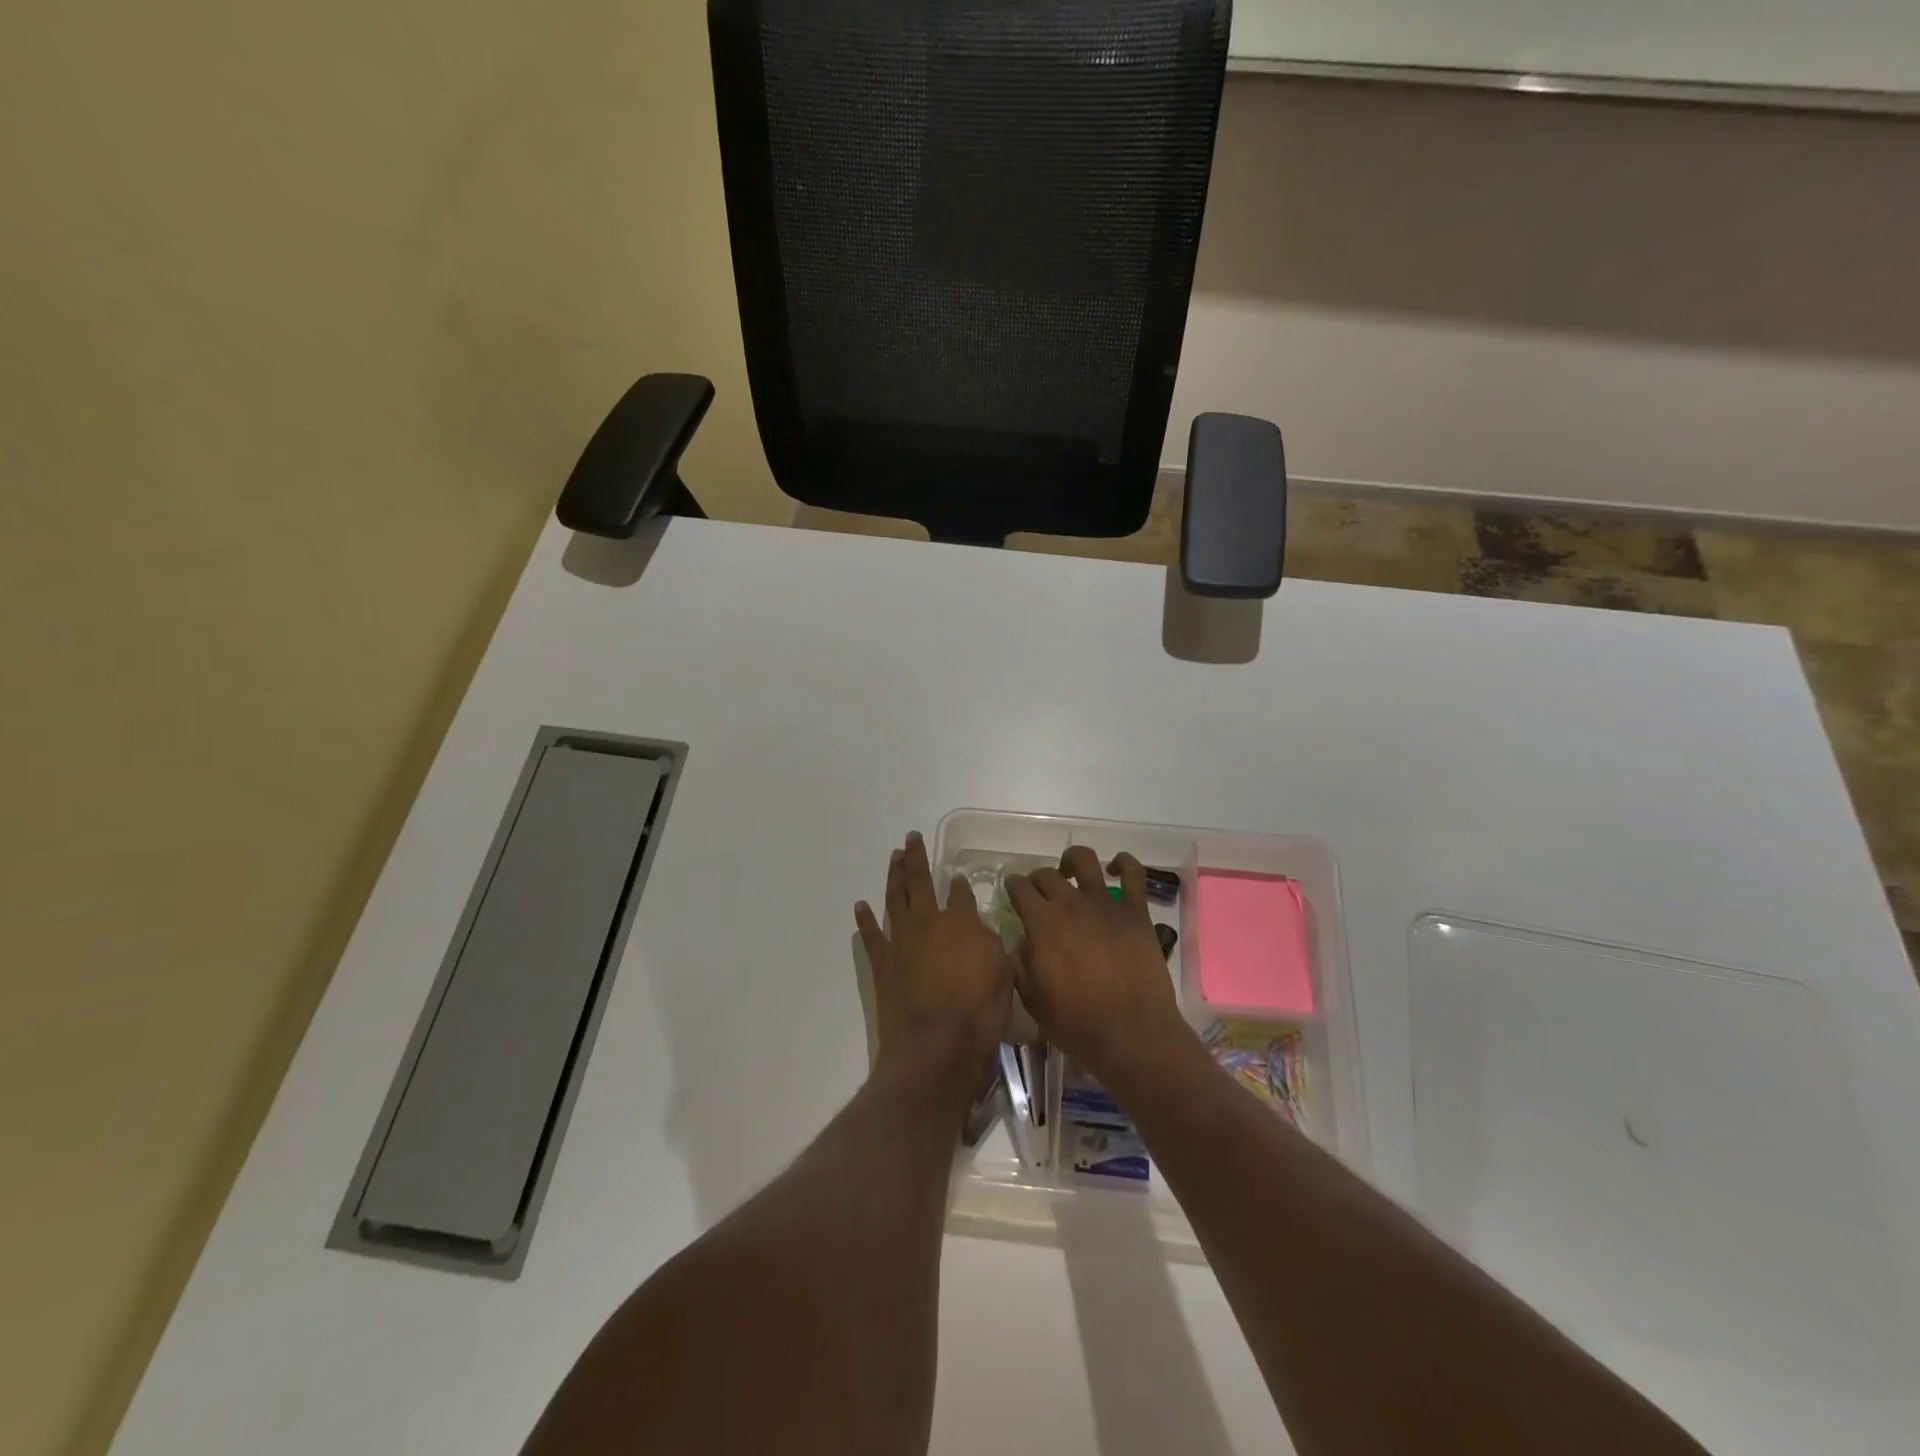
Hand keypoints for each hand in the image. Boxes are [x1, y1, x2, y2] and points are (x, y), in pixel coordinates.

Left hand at [856, 832, 1014, 1087]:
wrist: (935, 1046)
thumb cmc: (978, 1012)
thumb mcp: (1002, 974)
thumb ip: (991, 945)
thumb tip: (980, 927)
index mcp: (960, 922)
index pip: (960, 894)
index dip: (960, 884)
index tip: (958, 877)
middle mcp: (927, 922)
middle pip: (919, 881)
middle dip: (916, 858)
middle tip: (911, 838)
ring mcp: (901, 941)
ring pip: (894, 898)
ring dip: (893, 875)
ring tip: (893, 857)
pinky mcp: (882, 964)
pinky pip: (871, 935)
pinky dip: (865, 919)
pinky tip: (860, 905)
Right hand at [1006, 847, 1189, 1083]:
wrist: (1130, 1033)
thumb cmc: (1076, 1022)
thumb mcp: (1031, 999)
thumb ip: (1019, 964)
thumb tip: (1019, 943)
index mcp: (1041, 922)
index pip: (1019, 887)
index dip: (1013, 887)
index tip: (1012, 894)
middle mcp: (1070, 903)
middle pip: (1046, 874)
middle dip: (1037, 880)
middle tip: (1038, 894)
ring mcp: (1105, 903)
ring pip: (1084, 860)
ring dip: (1072, 861)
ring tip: (1070, 872)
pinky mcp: (1135, 911)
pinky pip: (1133, 873)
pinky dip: (1123, 863)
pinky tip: (1115, 868)